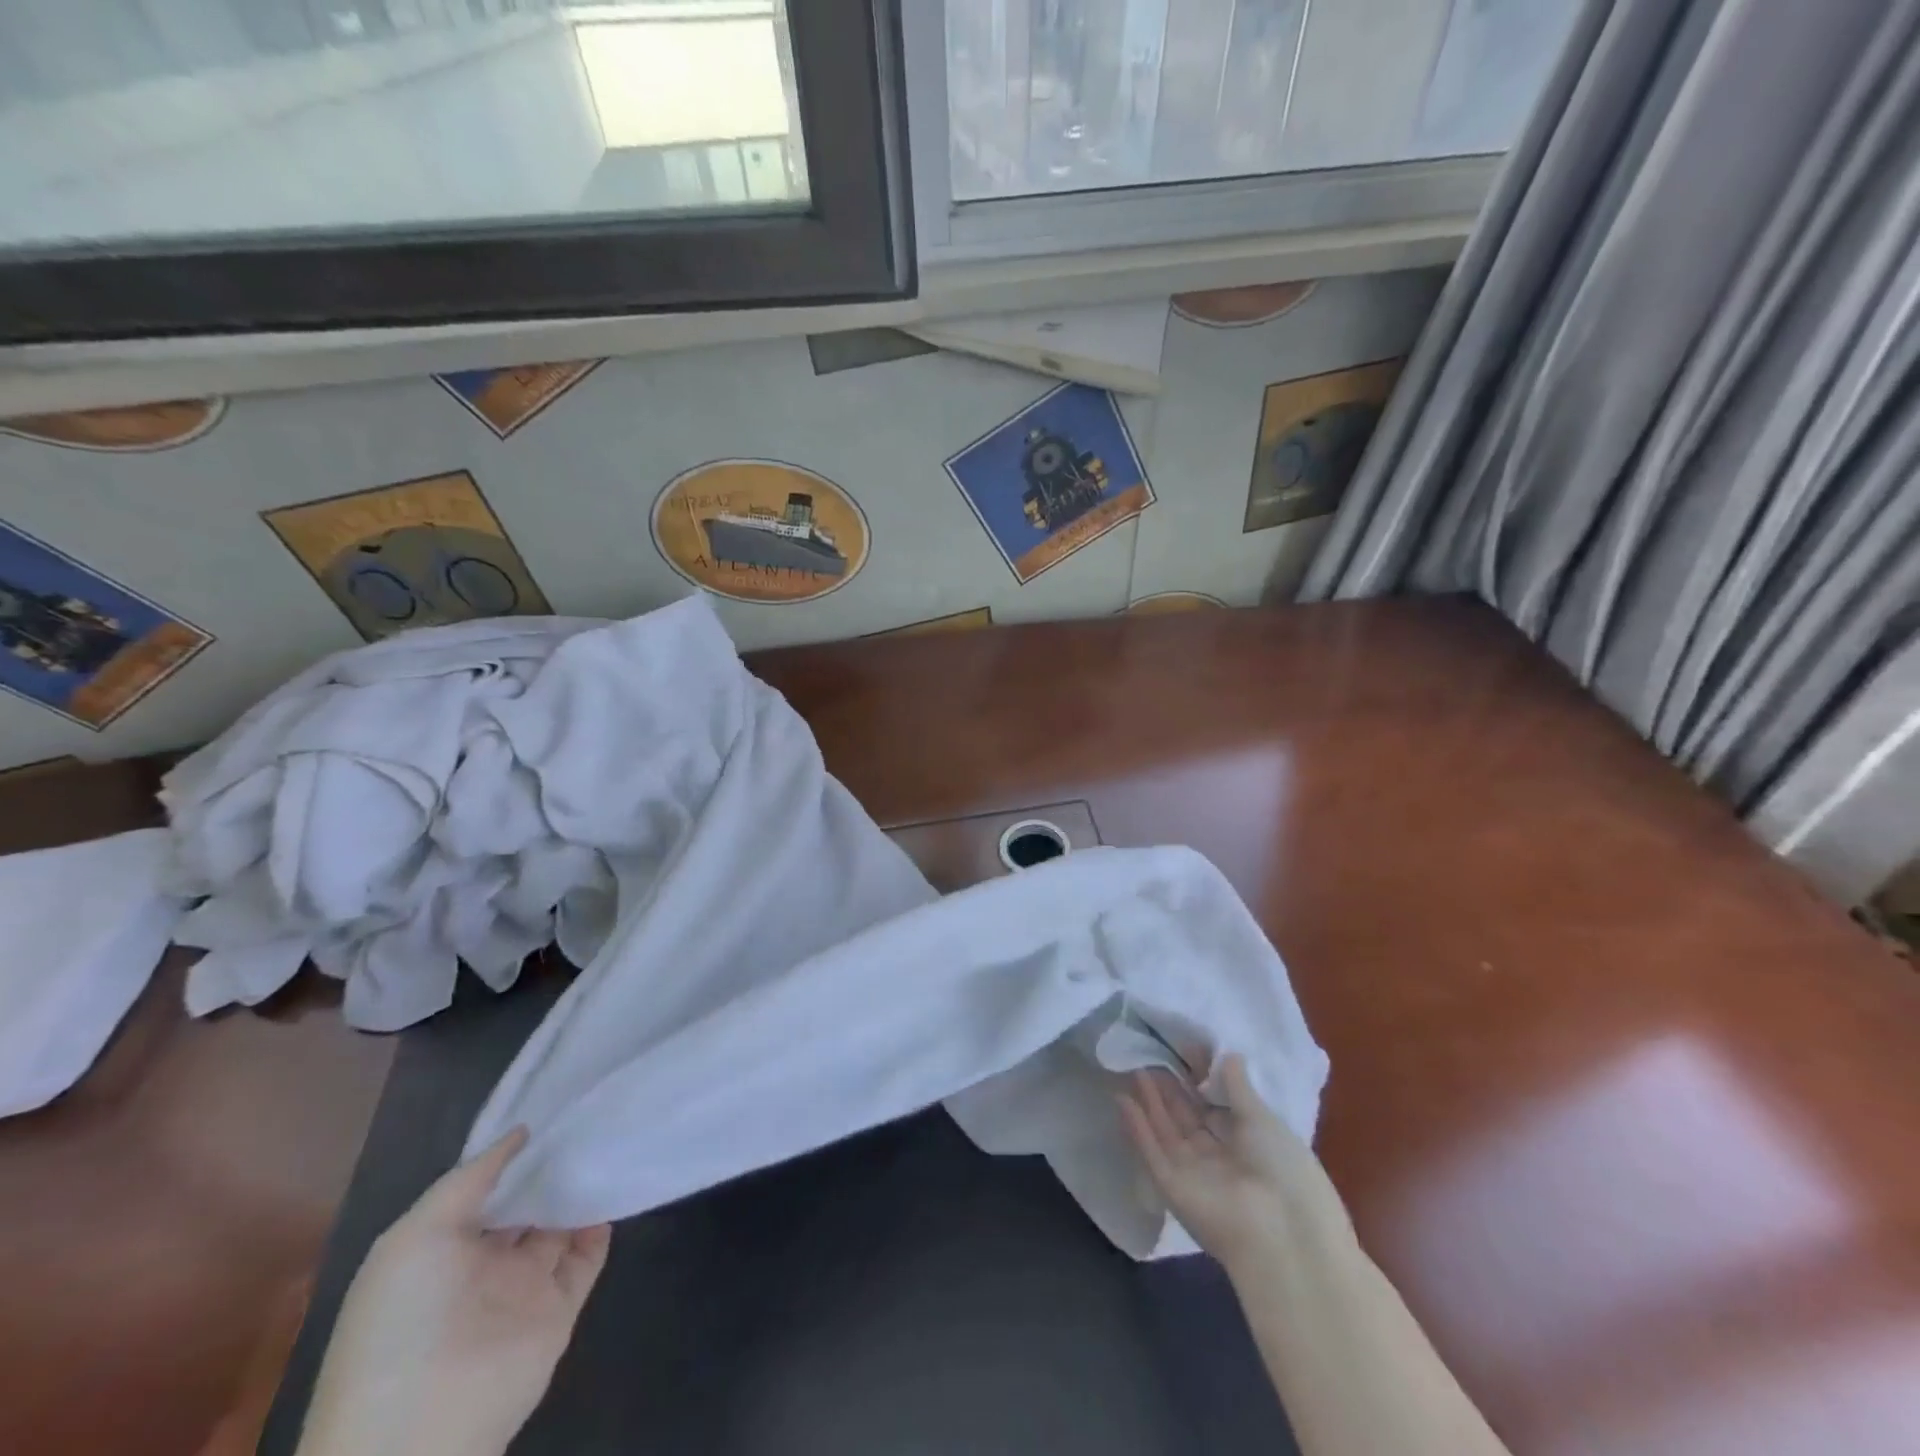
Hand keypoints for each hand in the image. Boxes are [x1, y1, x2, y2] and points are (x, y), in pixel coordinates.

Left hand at [297, 1127, 611, 1455]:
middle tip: (589, 1118)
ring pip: (560, 1226)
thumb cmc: (403, 1321)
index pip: (486, 1192)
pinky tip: (613, 1189)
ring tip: (608, 1143)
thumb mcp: (416, 1235)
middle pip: (527, 1205)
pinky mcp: (558, 1310)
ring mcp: (522, 1290)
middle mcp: (482, 1267)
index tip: (551, 1111)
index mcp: (440, 1251)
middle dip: (552, 1168)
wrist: (420, 1427)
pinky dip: (601, 1225)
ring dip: (580, 1191)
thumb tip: (522, 1133)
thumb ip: (470, 1179)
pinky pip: (587, 1258)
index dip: (514, 1156)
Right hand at [1119, 1054, 1345, 1269]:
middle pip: (1188, 1118)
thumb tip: (1229, 1054)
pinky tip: (1122, 1099)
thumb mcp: (1263, 1119)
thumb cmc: (1282, 1168)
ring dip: (1151, 1101)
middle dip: (1170, 1089)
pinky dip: (1136, 1127)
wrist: (1281, 1235)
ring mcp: (1193, 1173)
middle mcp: (1219, 1158)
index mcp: (1249, 1144)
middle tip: (1151, 1055)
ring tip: (1134, 1068)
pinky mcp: (1171, 1187)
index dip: (1199, 1080)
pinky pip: (1151, 1152)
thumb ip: (1238, 1087)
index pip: (1216, 1107)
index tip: (1184, 1050)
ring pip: (1166, 1131)